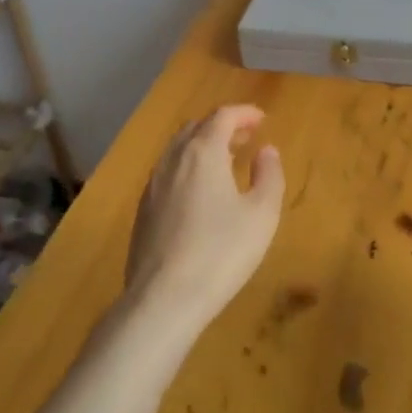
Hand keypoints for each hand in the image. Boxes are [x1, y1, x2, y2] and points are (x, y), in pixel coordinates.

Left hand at [125, 105, 284, 331]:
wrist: (163, 299)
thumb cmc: (221, 252)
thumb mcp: (261, 215)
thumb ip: (269, 176)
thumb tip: (266, 150)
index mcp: (203, 153)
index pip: (222, 116)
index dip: (244, 113)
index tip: (262, 119)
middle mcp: (173, 160)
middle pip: (196, 128)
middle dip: (221, 126)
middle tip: (244, 138)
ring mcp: (152, 186)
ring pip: (177, 150)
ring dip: (202, 146)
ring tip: (224, 163)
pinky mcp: (142, 211)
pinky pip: (167, 173)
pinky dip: (186, 168)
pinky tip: (198, 194)